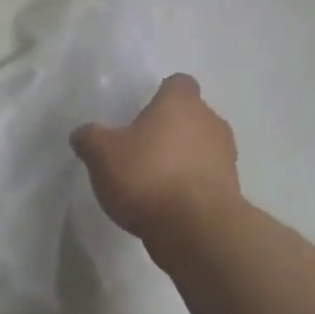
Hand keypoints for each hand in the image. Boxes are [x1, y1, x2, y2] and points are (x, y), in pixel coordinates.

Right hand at [71, 74, 238, 246]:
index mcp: (181, 103)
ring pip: (201, 148)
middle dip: (170, 129)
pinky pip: (206, 178)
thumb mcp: (101, 154)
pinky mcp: (231, 191)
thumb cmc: (147, 176)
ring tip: (153, 180)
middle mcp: (210, 122)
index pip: (178, 84)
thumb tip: (83, 134)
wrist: (196, 229)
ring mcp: (226, 157)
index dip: (160, 95)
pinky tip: (167, 204)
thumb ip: (90, 138)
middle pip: (191, 116)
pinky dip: (190, 186)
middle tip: (140, 148)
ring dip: (182, 159)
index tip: (141, 114)